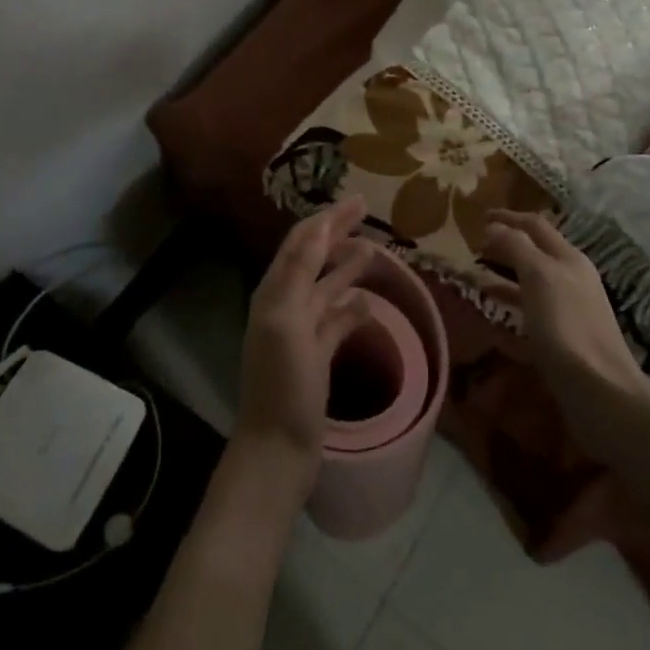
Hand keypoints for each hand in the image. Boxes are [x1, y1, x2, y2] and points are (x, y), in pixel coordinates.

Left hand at [234, 197, 376, 493]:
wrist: (278, 448)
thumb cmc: (283, 384)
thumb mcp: (288, 322)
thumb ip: (300, 274)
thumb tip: (318, 228)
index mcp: (274, 293)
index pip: (301, 243)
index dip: (326, 219)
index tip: (357, 201)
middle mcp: (285, 305)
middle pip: (313, 259)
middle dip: (337, 234)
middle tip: (368, 215)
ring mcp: (301, 332)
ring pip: (326, 288)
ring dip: (347, 267)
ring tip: (375, 250)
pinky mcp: (317, 355)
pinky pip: (335, 321)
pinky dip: (351, 307)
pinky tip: (369, 301)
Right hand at [481, 210, 649, 447]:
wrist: (600, 390)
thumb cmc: (566, 327)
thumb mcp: (538, 277)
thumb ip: (516, 247)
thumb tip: (493, 226)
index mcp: (568, 258)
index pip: (535, 225)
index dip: (507, 217)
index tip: (479, 216)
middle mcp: (572, 276)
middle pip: (536, 249)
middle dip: (506, 242)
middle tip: (474, 244)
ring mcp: (570, 306)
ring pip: (532, 277)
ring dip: (505, 270)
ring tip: (476, 273)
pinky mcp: (564, 334)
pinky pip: (531, 305)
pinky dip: (511, 299)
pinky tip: (494, 309)